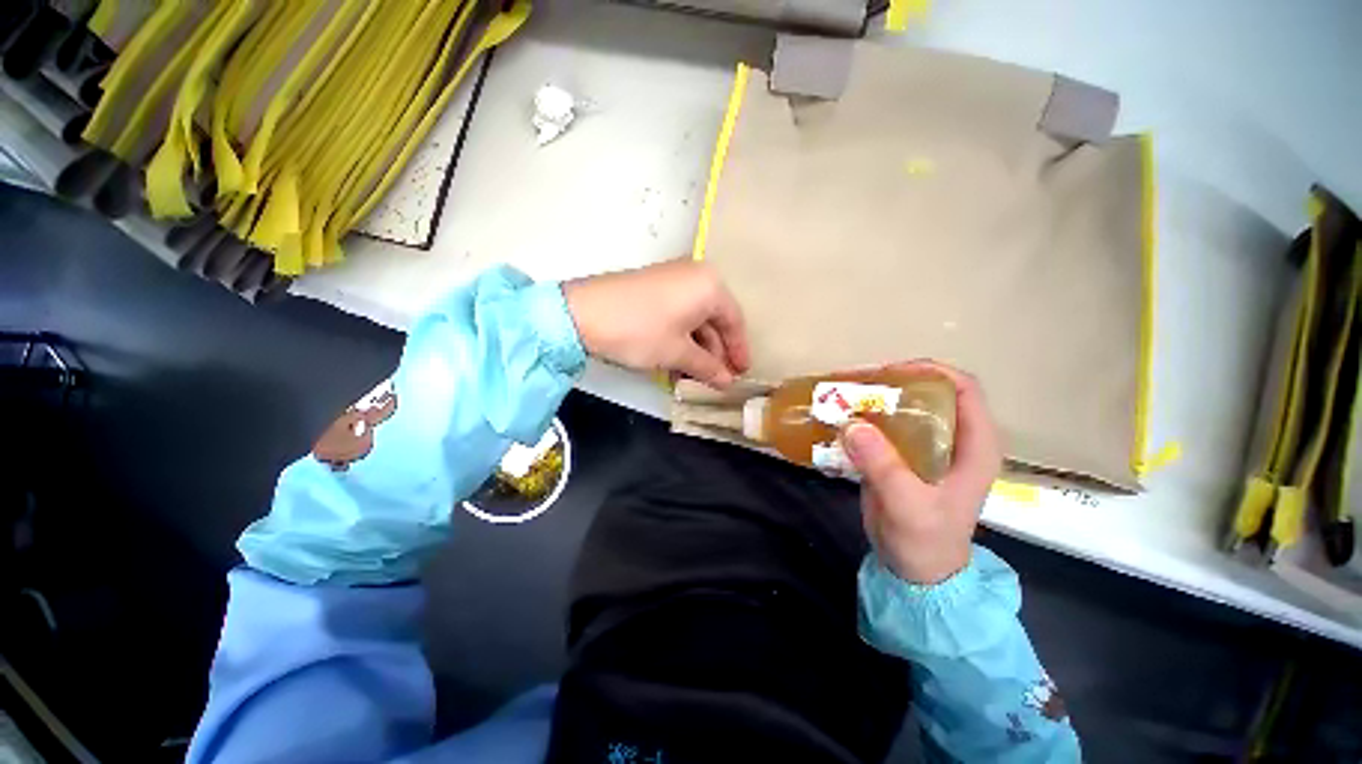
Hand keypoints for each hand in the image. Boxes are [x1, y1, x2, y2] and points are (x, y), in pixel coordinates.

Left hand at [563, 260, 749, 387]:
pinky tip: (675, 364)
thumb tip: (727, 382)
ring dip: (696, 350)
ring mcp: (672, 280)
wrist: (583, 313)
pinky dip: (679, 340)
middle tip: (717, 380)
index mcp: (710, 285)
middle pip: (714, 320)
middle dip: (715, 353)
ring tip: (694, 378)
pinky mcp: (653, 289)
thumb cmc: (641, 330)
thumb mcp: (677, 352)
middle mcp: (695, 276)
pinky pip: (677, 316)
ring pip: (694, 320)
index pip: (734, 321)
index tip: (741, 374)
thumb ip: (708, 368)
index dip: (739, 350)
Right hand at [842, 362, 1002, 584]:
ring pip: (901, 406)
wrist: (915, 571)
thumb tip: (853, 424)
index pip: (963, 389)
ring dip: (871, 396)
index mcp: (973, 445)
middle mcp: (951, 438)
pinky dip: (860, 415)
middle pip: (926, 392)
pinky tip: (837, 415)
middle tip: (854, 381)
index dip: (930, 372)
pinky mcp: (901, 454)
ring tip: (839, 392)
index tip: (889, 372)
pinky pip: (882, 424)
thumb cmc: (926, 541)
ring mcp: (924, 446)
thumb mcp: (909, 507)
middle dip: (891, 381)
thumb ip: (885, 466)